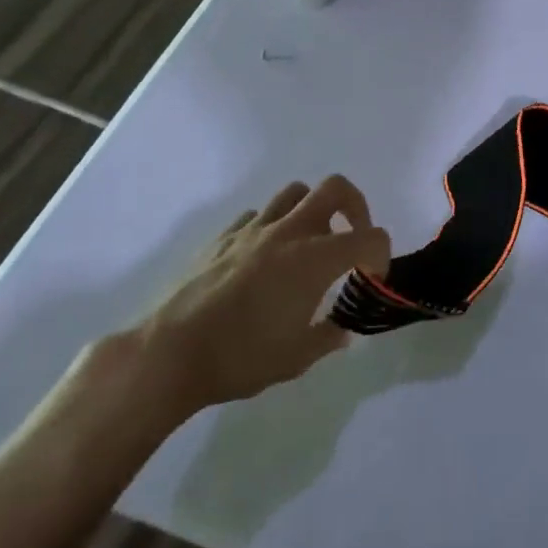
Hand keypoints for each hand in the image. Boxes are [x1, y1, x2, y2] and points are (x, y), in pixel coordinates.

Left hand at [126, 176, 391, 418]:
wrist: (167, 355)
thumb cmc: (238, 358)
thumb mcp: (296, 359)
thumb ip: (327, 338)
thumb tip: (341, 330)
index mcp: (314, 260)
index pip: (369, 238)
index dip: (381, 255)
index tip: (371, 278)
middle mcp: (288, 233)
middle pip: (335, 188)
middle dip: (356, 206)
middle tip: (353, 236)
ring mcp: (252, 230)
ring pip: (295, 192)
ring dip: (312, 209)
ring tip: (309, 242)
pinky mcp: (222, 237)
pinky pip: (257, 215)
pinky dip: (272, 226)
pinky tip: (264, 257)